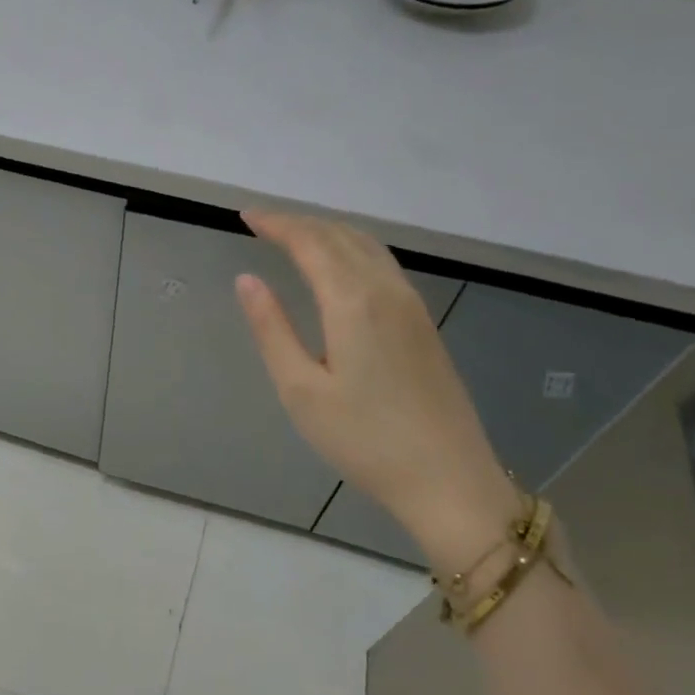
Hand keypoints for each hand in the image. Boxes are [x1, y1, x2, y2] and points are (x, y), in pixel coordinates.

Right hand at [234, 210, 517, 567]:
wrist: (448, 479)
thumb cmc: (363, 439)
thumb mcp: (300, 389)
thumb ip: (272, 329)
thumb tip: (247, 280)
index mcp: (353, 302)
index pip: (310, 243)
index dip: (277, 224)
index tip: (246, 216)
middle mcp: (387, 291)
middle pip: (341, 236)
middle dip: (300, 223)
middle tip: (263, 223)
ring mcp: (412, 305)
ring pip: (367, 246)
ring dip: (328, 232)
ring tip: (295, 235)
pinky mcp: (425, 323)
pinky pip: (383, 264)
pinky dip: (352, 249)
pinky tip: (340, 265)